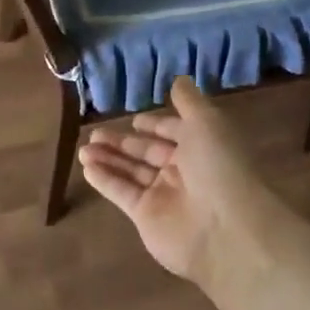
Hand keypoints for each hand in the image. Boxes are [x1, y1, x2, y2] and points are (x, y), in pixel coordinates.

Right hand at [78, 77, 285, 286]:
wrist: (226, 229)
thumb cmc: (219, 166)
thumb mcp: (206, 122)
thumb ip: (189, 101)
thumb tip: (179, 80)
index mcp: (202, 146)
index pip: (174, 132)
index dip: (156, 125)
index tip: (135, 119)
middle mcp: (184, 170)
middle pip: (149, 152)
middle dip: (124, 142)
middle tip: (96, 132)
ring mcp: (164, 195)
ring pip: (131, 172)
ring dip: (109, 158)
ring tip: (84, 148)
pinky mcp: (146, 217)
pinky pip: (122, 193)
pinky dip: (104, 179)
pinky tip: (86, 167)